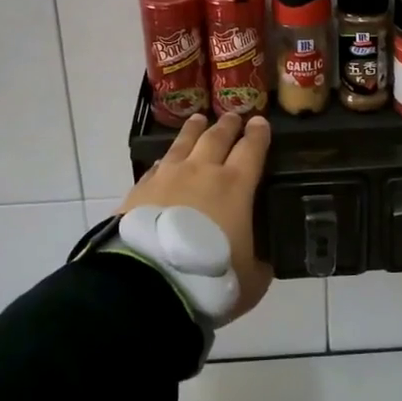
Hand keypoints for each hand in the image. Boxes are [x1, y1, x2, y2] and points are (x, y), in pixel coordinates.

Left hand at [121, 112, 273, 320]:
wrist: (150, 283)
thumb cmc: (209, 277)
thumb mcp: (250, 280)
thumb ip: (258, 265)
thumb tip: (258, 262)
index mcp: (236, 186)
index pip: (251, 149)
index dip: (258, 134)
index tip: (260, 122)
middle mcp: (202, 171)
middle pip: (217, 137)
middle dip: (228, 125)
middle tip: (233, 117)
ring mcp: (168, 176)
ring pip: (184, 142)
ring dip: (194, 130)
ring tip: (199, 120)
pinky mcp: (141, 188)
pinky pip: (158, 165)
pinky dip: (167, 159)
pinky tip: (166, 160)